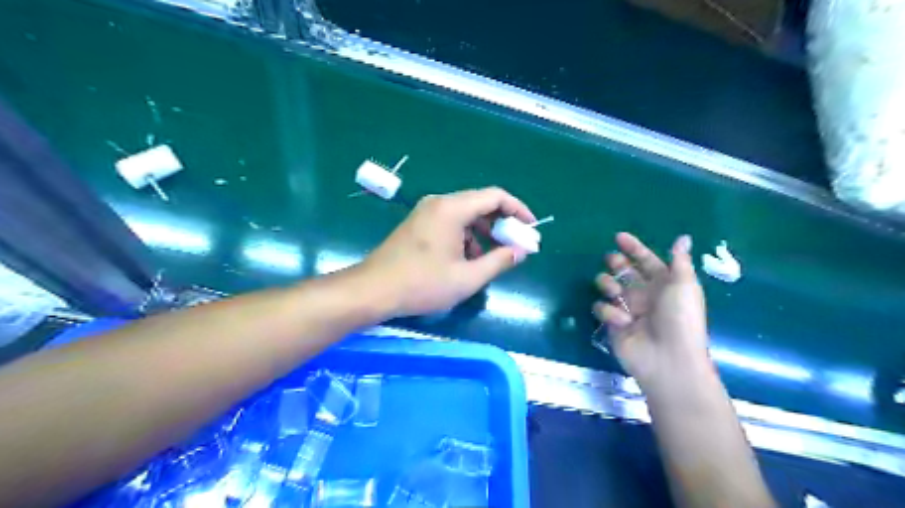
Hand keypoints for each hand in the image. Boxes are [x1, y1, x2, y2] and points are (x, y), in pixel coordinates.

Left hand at [359, 187, 531, 316]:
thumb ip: (499, 261)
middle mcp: (439, 203)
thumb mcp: (467, 278)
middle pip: (480, 203)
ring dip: (483, 232)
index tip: (530, 229)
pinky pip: (450, 222)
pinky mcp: (418, 223)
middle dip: (502, 223)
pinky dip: (466, 236)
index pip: (495, 196)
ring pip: (465, 214)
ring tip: (491, 257)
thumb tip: (521, 251)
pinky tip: (467, 259)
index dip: (518, 210)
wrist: (373, 290)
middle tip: (515, 245)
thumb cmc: (422, 284)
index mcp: (452, 209)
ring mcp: (426, 212)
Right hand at [596, 232, 713, 386]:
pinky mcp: (613, 323)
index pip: (646, 261)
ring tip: (614, 290)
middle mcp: (643, 294)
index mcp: (663, 284)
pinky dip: (609, 312)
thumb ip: (679, 261)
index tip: (619, 237)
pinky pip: (602, 308)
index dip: (634, 248)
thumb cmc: (680, 318)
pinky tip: (621, 321)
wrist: (667, 358)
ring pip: (608, 286)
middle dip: (615, 263)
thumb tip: (683, 238)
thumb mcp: (684, 285)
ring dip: (607, 283)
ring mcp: (626, 308)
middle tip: (612, 260)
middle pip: (623, 271)